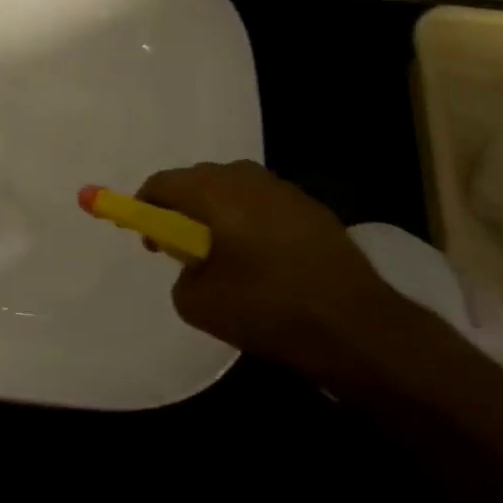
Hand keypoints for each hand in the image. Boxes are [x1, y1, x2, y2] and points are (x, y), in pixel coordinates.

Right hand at [138, 160, 399, 359]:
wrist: (357, 326)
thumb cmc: (267, 307)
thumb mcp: (198, 304)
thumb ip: (181, 277)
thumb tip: (193, 268)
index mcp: (212, 190)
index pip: (161, 183)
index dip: (144, 208)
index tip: (150, 241)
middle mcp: (245, 176)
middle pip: (197, 182)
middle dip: (183, 210)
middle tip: (184, 251)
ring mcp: (283, 189)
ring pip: (233, 191)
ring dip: (219, 216)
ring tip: (225, 258)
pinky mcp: (312, 208)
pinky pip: (264, 206)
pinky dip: (251, 224)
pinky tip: (263, 262)